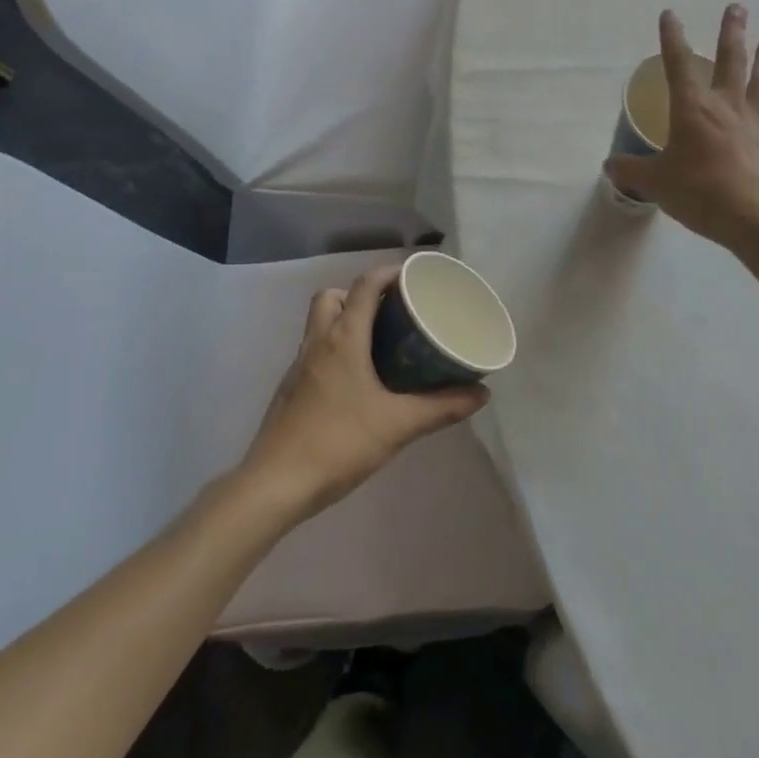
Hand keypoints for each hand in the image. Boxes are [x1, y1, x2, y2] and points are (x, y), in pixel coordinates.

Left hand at [240, 266, 487, 521]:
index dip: (389, 273)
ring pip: (320, 323)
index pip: (365, 286)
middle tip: (390, 314)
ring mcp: (299, 365)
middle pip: (333, 296)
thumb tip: (481, 393)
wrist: (276, 484)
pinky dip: (334, 349)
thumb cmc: (339, 443)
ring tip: (378, 344)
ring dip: (345, 321)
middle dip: (360, 295)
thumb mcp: (398, 425)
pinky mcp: (290, 388)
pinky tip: (356, 381)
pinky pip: (314, 351)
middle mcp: (317, 342)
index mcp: (343, 338)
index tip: (414, 278)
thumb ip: (441, 407)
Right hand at [606, 5, 758, 249]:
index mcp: (692, 108)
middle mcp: (727, 105)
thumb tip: (609, 166)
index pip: (678, 64)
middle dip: (732, 31)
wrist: (755, 216)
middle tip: (737, 7)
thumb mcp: (656, 183)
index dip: (672, 38)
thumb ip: (632, 171)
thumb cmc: (699, 192)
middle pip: (732, 59)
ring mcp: (757, 121)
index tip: (670, 14)